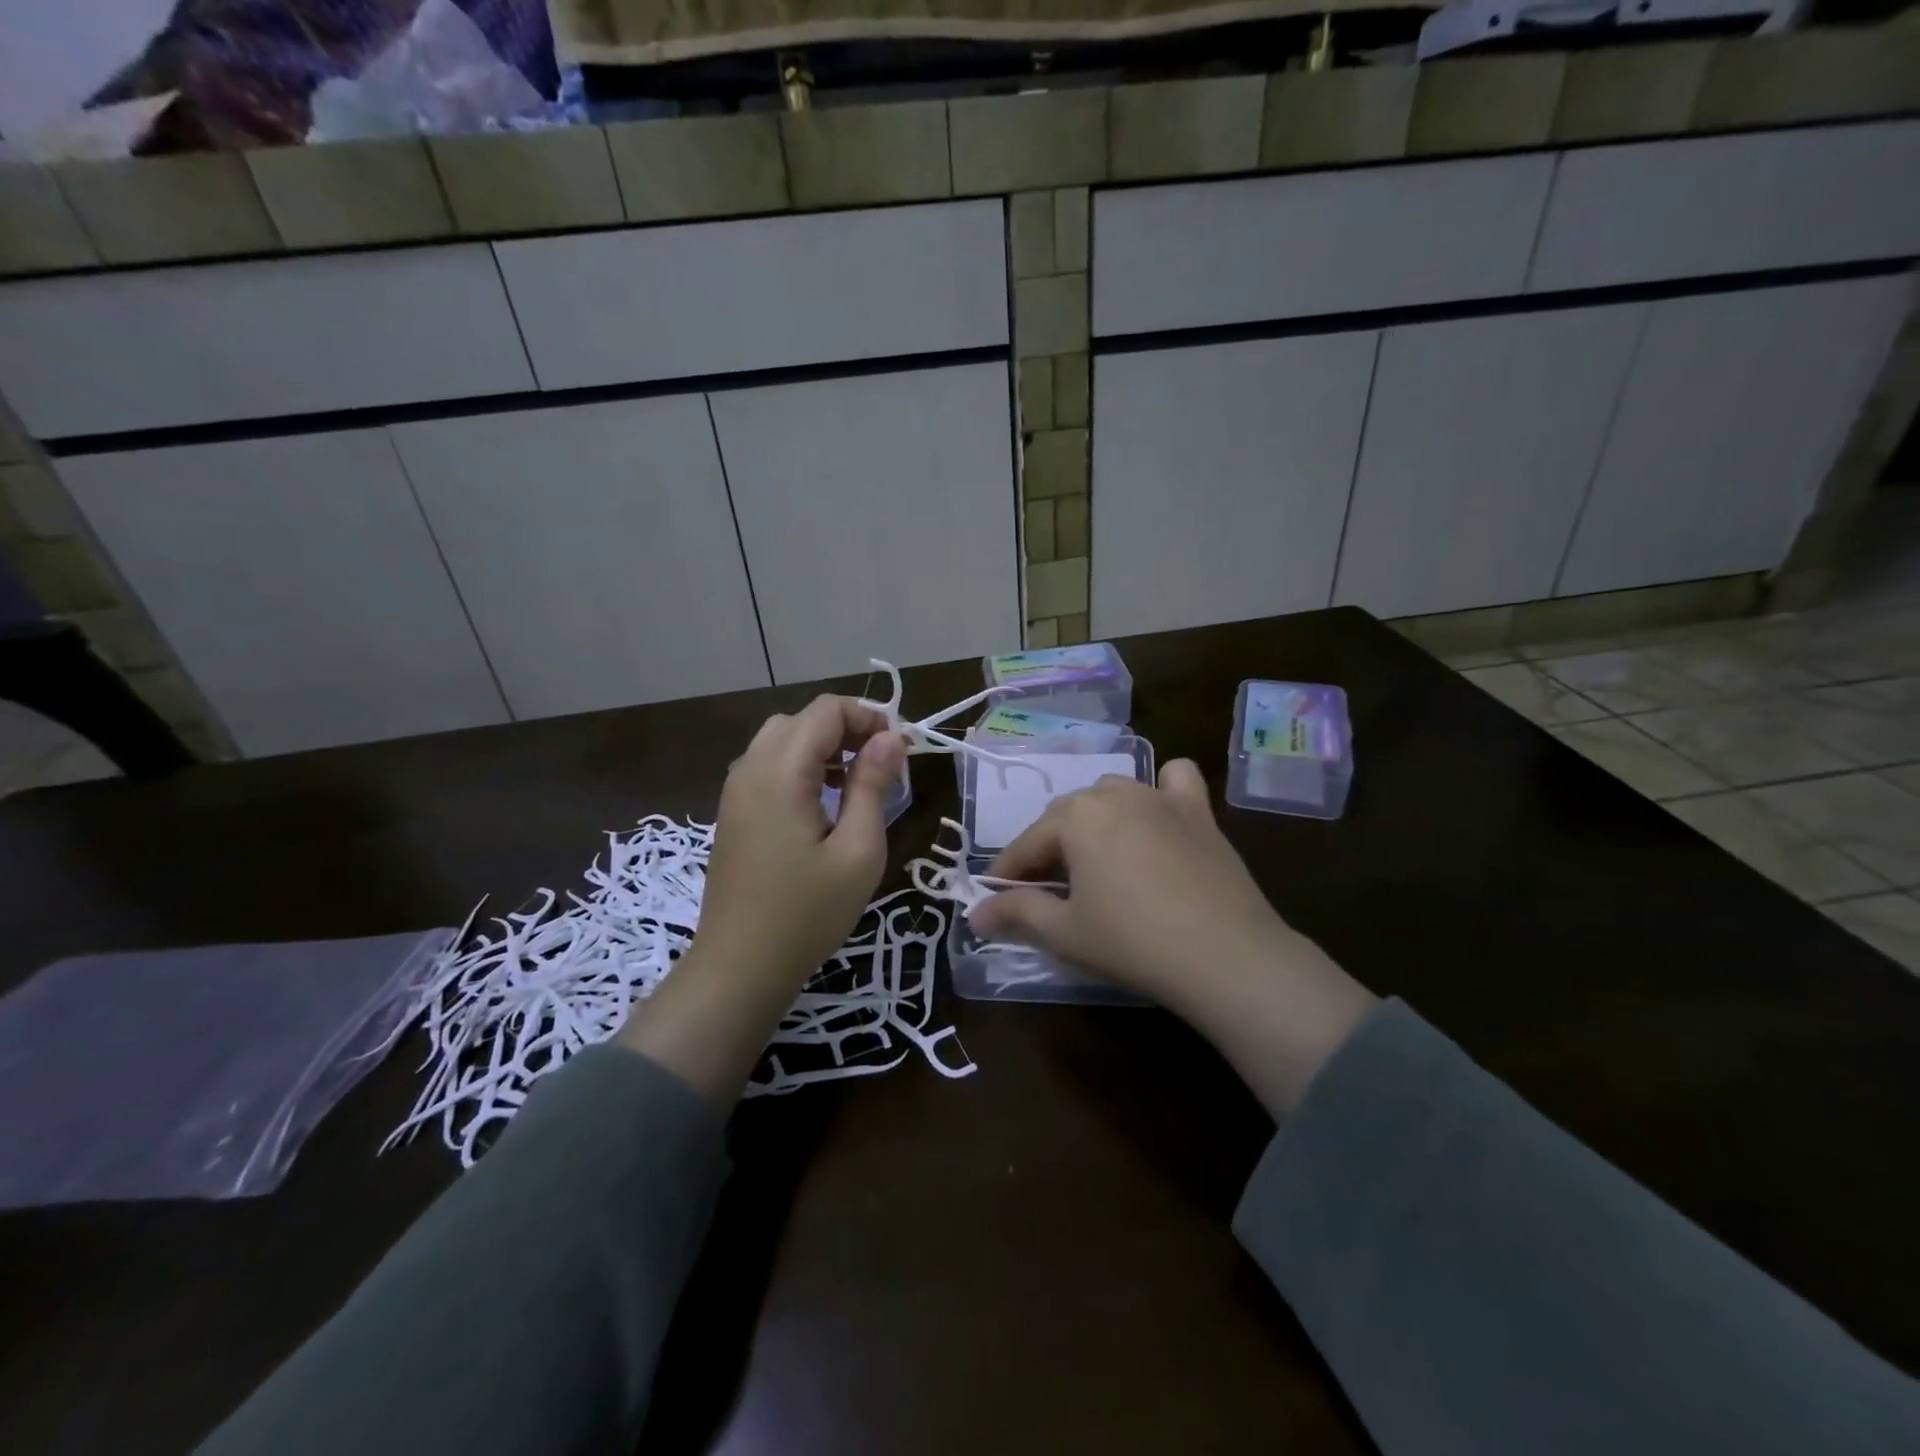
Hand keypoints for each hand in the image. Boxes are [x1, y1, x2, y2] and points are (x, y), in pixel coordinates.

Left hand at [693, 695, 905, 983]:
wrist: (740, 967)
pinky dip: (800, 767)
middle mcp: (750, 769)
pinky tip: (823, 803)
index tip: (900, 751)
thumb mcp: (858, 850)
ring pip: (782, 740)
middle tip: (881, 766)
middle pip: (802, 720)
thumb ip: (873, 785)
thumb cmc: (807, 913)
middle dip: (847, 730)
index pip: (826, 709)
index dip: (868, 717)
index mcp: (780, 771)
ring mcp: (735, 791)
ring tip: (856, 783)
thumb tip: (891, 737)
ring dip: (823, 748)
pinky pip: (768, 767)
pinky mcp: (733, 813)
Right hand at [972, 759, 1375, 1117]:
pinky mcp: (1198, 812)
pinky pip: (1175, 781)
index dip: (1007, 874)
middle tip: (1046, 892)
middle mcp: (1112, 793)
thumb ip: (1017, 914)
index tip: (996, 901)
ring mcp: (1159, 797)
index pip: (1026, 845)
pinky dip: (1161, 789)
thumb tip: (975, 915)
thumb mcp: (1064, 932)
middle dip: (1048, 850)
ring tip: (1095, 860)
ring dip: (1094, 820)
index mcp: (1074, 818)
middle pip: (1065, 816)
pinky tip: (1158, 815)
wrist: (1226, 955)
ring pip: (1111, 794)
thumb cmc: (1132, 942)